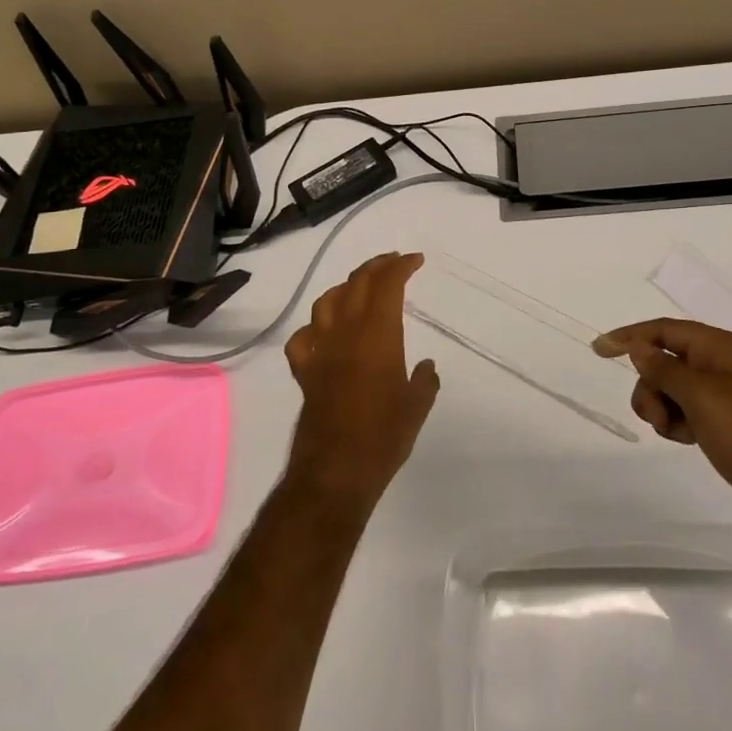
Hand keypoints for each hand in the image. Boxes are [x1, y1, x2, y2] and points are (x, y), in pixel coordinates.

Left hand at [283, 252, 439, 509]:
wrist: (335, 470)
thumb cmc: (384, 436)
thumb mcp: (417, 406)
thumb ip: (424, 381)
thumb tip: (427, 367)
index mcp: (377, 335)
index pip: (387, 285)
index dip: (400, 266)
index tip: (415, 260)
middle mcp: (345, 333)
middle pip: (356, 284)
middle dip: (376, 267)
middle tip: (393, 263)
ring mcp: (320, 350)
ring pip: (327, 302)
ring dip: (345, 287)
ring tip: (360, 288)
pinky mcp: (304, 372)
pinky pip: (304, 337)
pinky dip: (316, 327)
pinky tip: (324, 333)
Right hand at [595, 318, 731, 539]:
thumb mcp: (702, 397)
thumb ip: (665, 368)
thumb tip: (640, 348)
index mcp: (722, 347)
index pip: (665, 330)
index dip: (630, 336)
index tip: (598, 350)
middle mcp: (725, 364)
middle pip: (666, 361)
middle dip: (650, 385)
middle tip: (656, 416)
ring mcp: (731, 395)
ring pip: (675, 389)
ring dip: (663, 408)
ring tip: (677, 434)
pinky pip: (690, 412)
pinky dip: (680, 423)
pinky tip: (689, 442)